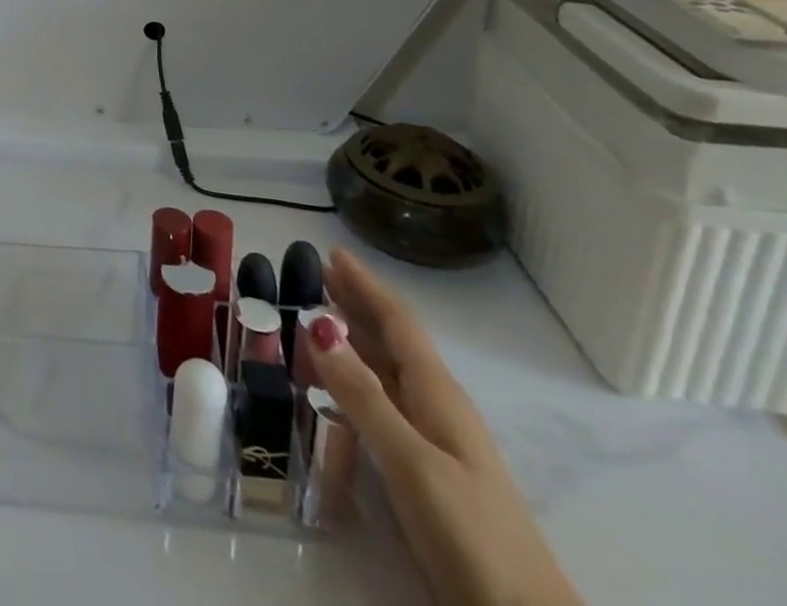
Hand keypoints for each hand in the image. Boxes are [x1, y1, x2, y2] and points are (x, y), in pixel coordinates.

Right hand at [308, 249, 582, 605]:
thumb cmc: (471, 535)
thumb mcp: (410, 462)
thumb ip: (363, 395)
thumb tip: (317, 323)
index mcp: (437, 394)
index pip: (398, 323)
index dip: (366, 285)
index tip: (331, 251)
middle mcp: (438, 407)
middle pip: (393, 340)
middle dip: (356, 303)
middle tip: (315, 273)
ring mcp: (437, 441)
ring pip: (389, 370)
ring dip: (355, 337)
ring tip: (316, 318)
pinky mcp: (429, 471)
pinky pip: (385, 401)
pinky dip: (357, 378)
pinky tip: (340, 386)